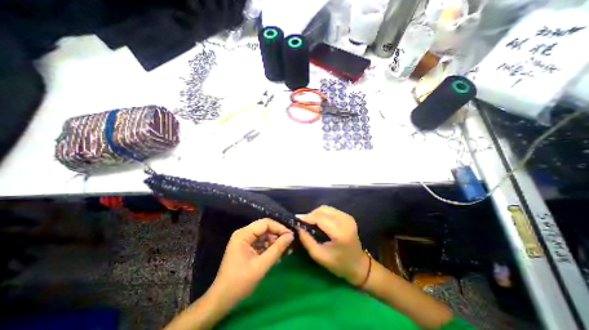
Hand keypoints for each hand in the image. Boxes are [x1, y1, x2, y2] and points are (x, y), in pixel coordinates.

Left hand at [211, 218, 294, 305]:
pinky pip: (261, 243)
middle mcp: (243, 233)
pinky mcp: (246, 247)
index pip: (265, 223)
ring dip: (275, 242)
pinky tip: (277, 256)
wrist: (222, 300)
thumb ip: (277, 249)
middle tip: (289, 245)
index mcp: (244, 234)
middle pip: (265, 228)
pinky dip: (269, 248)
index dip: (279, 228)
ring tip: (286, 251)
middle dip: (278, 236)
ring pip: (264, 235)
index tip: (291, 236)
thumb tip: (291, 236)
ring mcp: (244, 240)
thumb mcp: (262, 265)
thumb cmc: (240, 282)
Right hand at [299, 206, 366, 285]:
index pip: (320, 218)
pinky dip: (322, 214)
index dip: (307, 217)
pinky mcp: (348, 216)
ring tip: (310, 222)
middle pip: (322, 210)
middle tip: (303, 223)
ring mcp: (348, 217)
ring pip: (326, 208)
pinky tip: (319, 222)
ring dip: (316, 214)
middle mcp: (345, 221)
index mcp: (340, 233)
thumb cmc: (338, 264)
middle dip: (310, 215)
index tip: (296, 220)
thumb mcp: (319, 256)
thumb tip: (298, 226)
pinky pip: (331, 210)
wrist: (358, 265)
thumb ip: (307, 240)